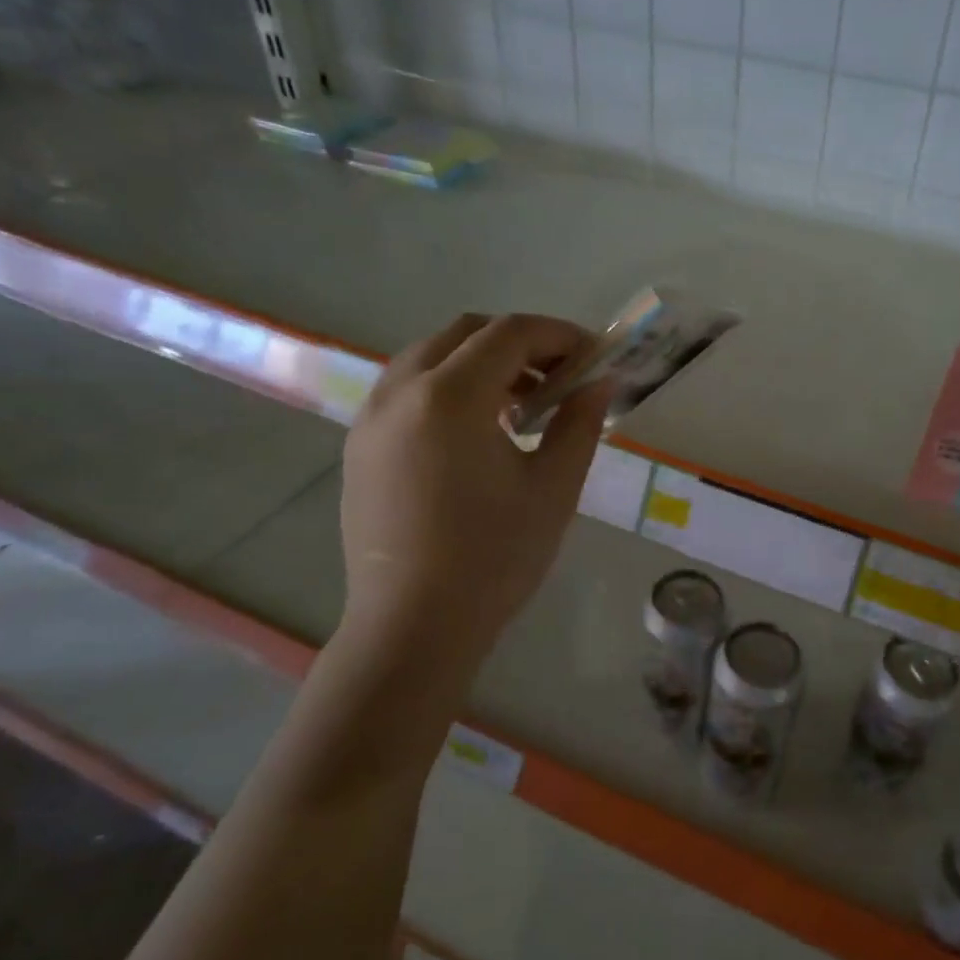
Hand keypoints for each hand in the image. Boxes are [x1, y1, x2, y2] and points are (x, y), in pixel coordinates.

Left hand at [338, 313, 613, 671]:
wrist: (414, 626)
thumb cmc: (494, 558)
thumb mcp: (554, 488)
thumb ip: (579, 423)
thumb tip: (599, 382)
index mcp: (449, 397)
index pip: (510, 333)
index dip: (559, 334)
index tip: (594, 356)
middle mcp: (400, 391)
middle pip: (465, 332)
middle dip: (520, 342)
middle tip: (560, 377)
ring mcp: (371, 418)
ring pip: (429, 357)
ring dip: (481, 362)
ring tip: (521, 405)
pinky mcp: (360, 447)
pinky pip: (406, 390)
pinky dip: (448, 388)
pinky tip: (476, 433)